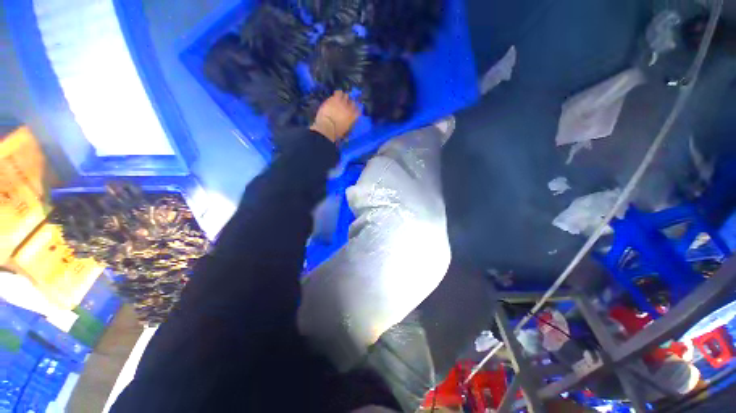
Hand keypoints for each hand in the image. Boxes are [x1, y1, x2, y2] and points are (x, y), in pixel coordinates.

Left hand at [310, 91, 359, 142]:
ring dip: (343, 97)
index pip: (358, 110)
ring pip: (346, 95)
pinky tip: (335, 96)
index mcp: (353, 117)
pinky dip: (337, 94)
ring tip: (340, 98)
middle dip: (349, 103)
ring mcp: (342, 102)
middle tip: (345, 104)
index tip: (353, 109)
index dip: (356, 109)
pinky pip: (338, 92)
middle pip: (352, 102)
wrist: (327, 127)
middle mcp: (350, 109)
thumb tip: (350, 120)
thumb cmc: (336, 132)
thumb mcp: (346, 129)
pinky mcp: (334, 98)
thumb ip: (349, 122)